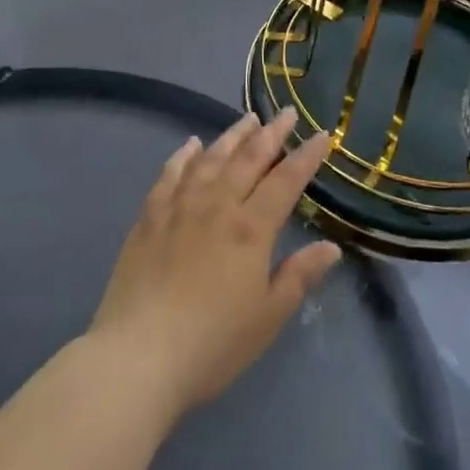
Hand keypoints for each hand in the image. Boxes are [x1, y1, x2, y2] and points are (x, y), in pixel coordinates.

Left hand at [87, 108, 340, 417]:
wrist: (138, 356)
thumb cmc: (212, 344)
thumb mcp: (267, 318)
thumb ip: (299, 276)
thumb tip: (331, 247)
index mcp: (250, 228)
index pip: (286, 181)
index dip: (306, 156)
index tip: (321, 135)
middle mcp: (217, 205)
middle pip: (249, 158)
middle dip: (272, 133)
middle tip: (286, 112)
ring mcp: (180, 206)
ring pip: (211, 158)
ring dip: (232, 136)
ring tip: (248, 119)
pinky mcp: (149, 217)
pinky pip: (170, 174)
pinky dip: (184, 155)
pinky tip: (192, 145)